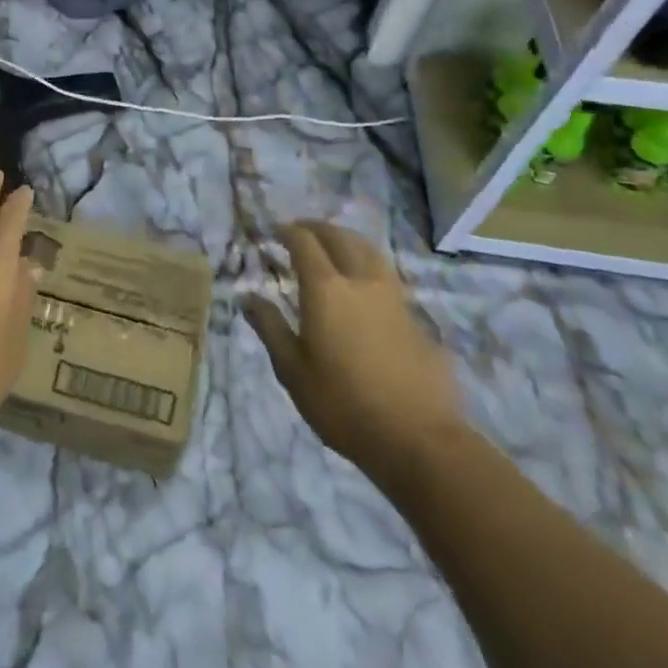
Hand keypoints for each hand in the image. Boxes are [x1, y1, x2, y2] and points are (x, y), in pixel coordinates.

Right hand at [243, 221, 466, 494]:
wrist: (419, 439)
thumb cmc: (344, 405)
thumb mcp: (293, 371)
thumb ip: (270, 328)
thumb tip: (248, 298)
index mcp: (326, 289)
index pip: (304, 242)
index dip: (287, 231)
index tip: (273, 230)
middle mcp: (360, 281)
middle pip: (339, 237)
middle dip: (317, 228)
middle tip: (300, 230)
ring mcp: (393, 297)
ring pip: (369, 250)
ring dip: (347, 239)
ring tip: (333, 245)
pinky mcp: (415, 317)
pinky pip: (386, 275)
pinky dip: (368, 266)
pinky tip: (362, 285)